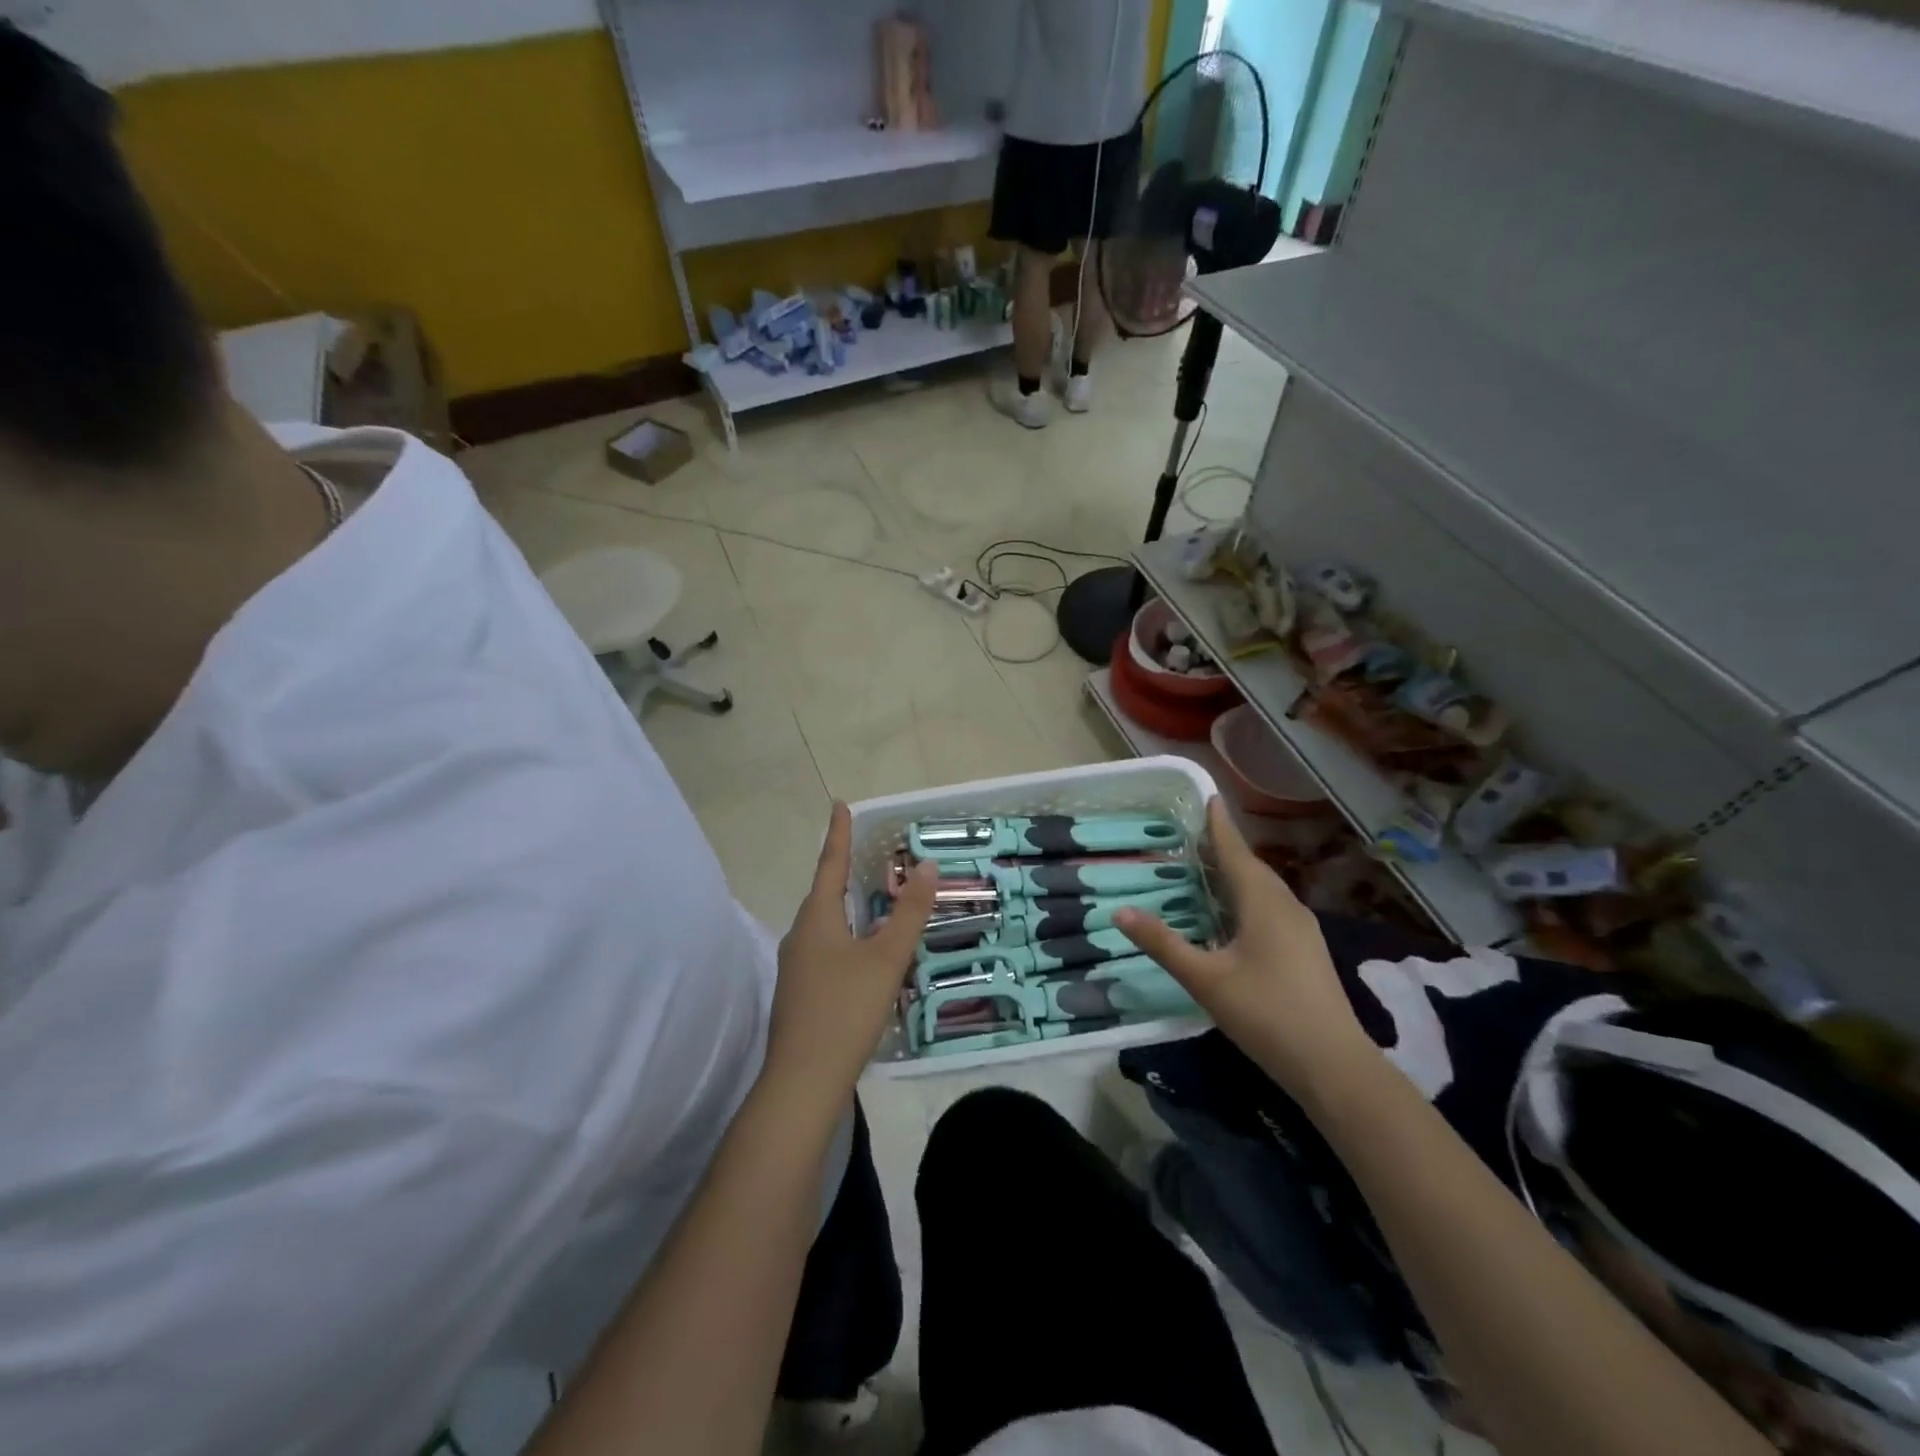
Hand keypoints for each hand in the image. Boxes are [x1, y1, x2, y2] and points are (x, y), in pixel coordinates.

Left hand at [764, 803, 937, 1108]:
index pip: (830, 864)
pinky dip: (845, 938)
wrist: (802, 1082)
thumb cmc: (846, 1010)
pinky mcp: (799, 993)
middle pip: (825, 894)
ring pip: (825, 925)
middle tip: (867, 854)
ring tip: (873, 902)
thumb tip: (928, 867)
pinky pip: (824, 949)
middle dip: (844, 872)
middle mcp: (799, 935)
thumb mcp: (886, 959)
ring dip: (847, 908)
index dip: (838, 833)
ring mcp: (795, 967)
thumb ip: (909, 913)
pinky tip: (863, 956)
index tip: (840, 804)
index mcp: (816, 919)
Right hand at [1115, 797, 1375, 1096]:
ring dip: (1237, 874)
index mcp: (1263, 902)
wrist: (1334, 1065)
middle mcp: (1286, 906)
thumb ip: (1163, 944)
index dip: (1219, 825)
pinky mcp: (1307, 951)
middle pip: (1252, 867)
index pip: (1236, 851)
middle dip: (1225, 848)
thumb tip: (1119, 912)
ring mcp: (1302, 929)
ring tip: (1209, 870)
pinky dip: (1248, 898)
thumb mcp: (1205, 979)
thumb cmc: (1266, 1013)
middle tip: (1193, 836)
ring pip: (1264, 889)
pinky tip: (1235, 916)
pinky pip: (1272, 908)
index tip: (1209, 797)